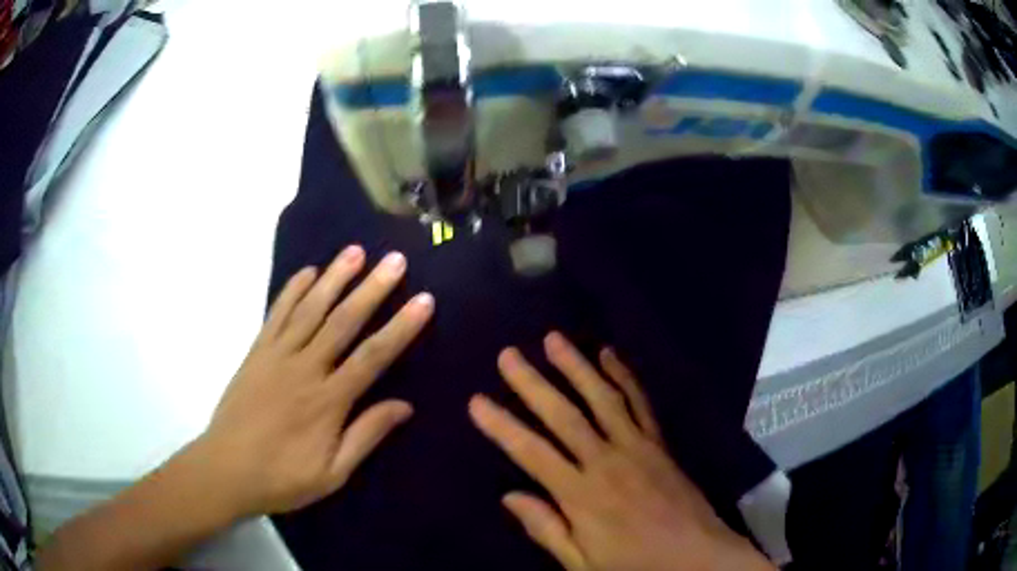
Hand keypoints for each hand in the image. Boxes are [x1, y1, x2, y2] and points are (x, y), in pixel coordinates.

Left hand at [194, 245, 433, 517]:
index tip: (424, 301)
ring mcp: (276, 355)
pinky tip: (308, 272)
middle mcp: (304, 368)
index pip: (372, 356)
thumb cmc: (283, 477)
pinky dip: (292, 290)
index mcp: (327, 401)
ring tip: (355, 251)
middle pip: (342, 322)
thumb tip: (404, 406)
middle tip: (395, 259)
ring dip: (334, 278)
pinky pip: (276, 314)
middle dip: (371, 288)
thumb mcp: (333, 473)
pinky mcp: (256, 352)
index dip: (400, 327)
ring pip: (310, 309)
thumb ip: (366, 435)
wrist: (226, 470)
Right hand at [469, 332, 773, 570]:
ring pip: (602, 399)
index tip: (477, 401)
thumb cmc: (635, 564)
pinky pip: (640, 403)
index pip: (532, 453)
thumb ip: (547, 528)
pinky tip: (609, 354)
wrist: (697, 556)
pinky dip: (624, 376)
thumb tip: (509, 496)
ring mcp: (637, 447)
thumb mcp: (582, 563)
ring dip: (576, 367)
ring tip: (553, 340)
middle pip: (563, 416)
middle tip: (508, 355)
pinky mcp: (659, 442)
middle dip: (532, 384)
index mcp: (582, 495)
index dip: (502, 426)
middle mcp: (606, 462)